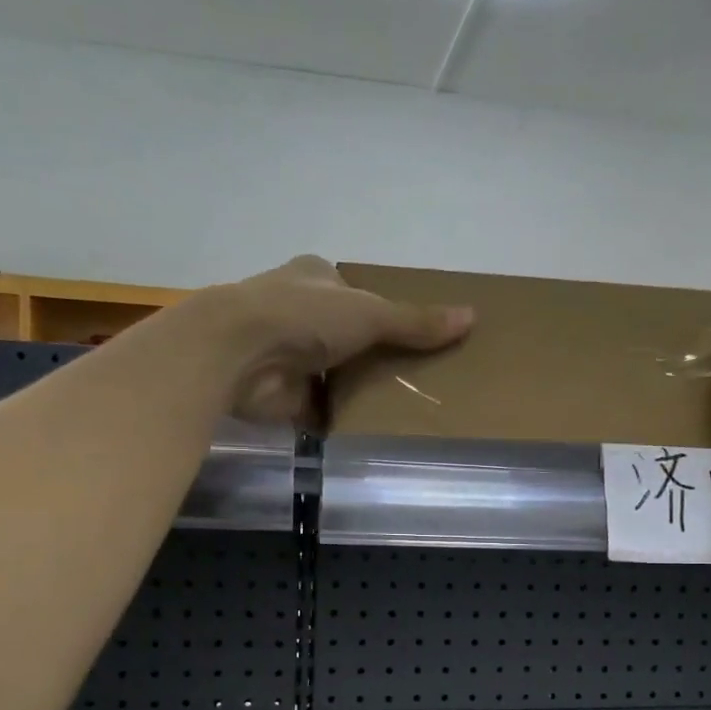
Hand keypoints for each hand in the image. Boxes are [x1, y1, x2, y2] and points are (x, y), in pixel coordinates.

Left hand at [190, 256, 473, 423]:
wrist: (238, 355)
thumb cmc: (303, 316)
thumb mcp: (371, 313)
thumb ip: (416, 321)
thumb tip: (472, 317)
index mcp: (315, 279)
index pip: (354, 292)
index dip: (382, 310)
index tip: (413, 333)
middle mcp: (298, 312)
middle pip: (346, 335)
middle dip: (373, 354)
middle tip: (417, 376)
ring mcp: (287, 355)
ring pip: (333, 372)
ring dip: (356, 389)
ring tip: (403, 406)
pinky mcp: (282, 395)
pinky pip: (319, 409)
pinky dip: (339, 419)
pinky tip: (369, 430)